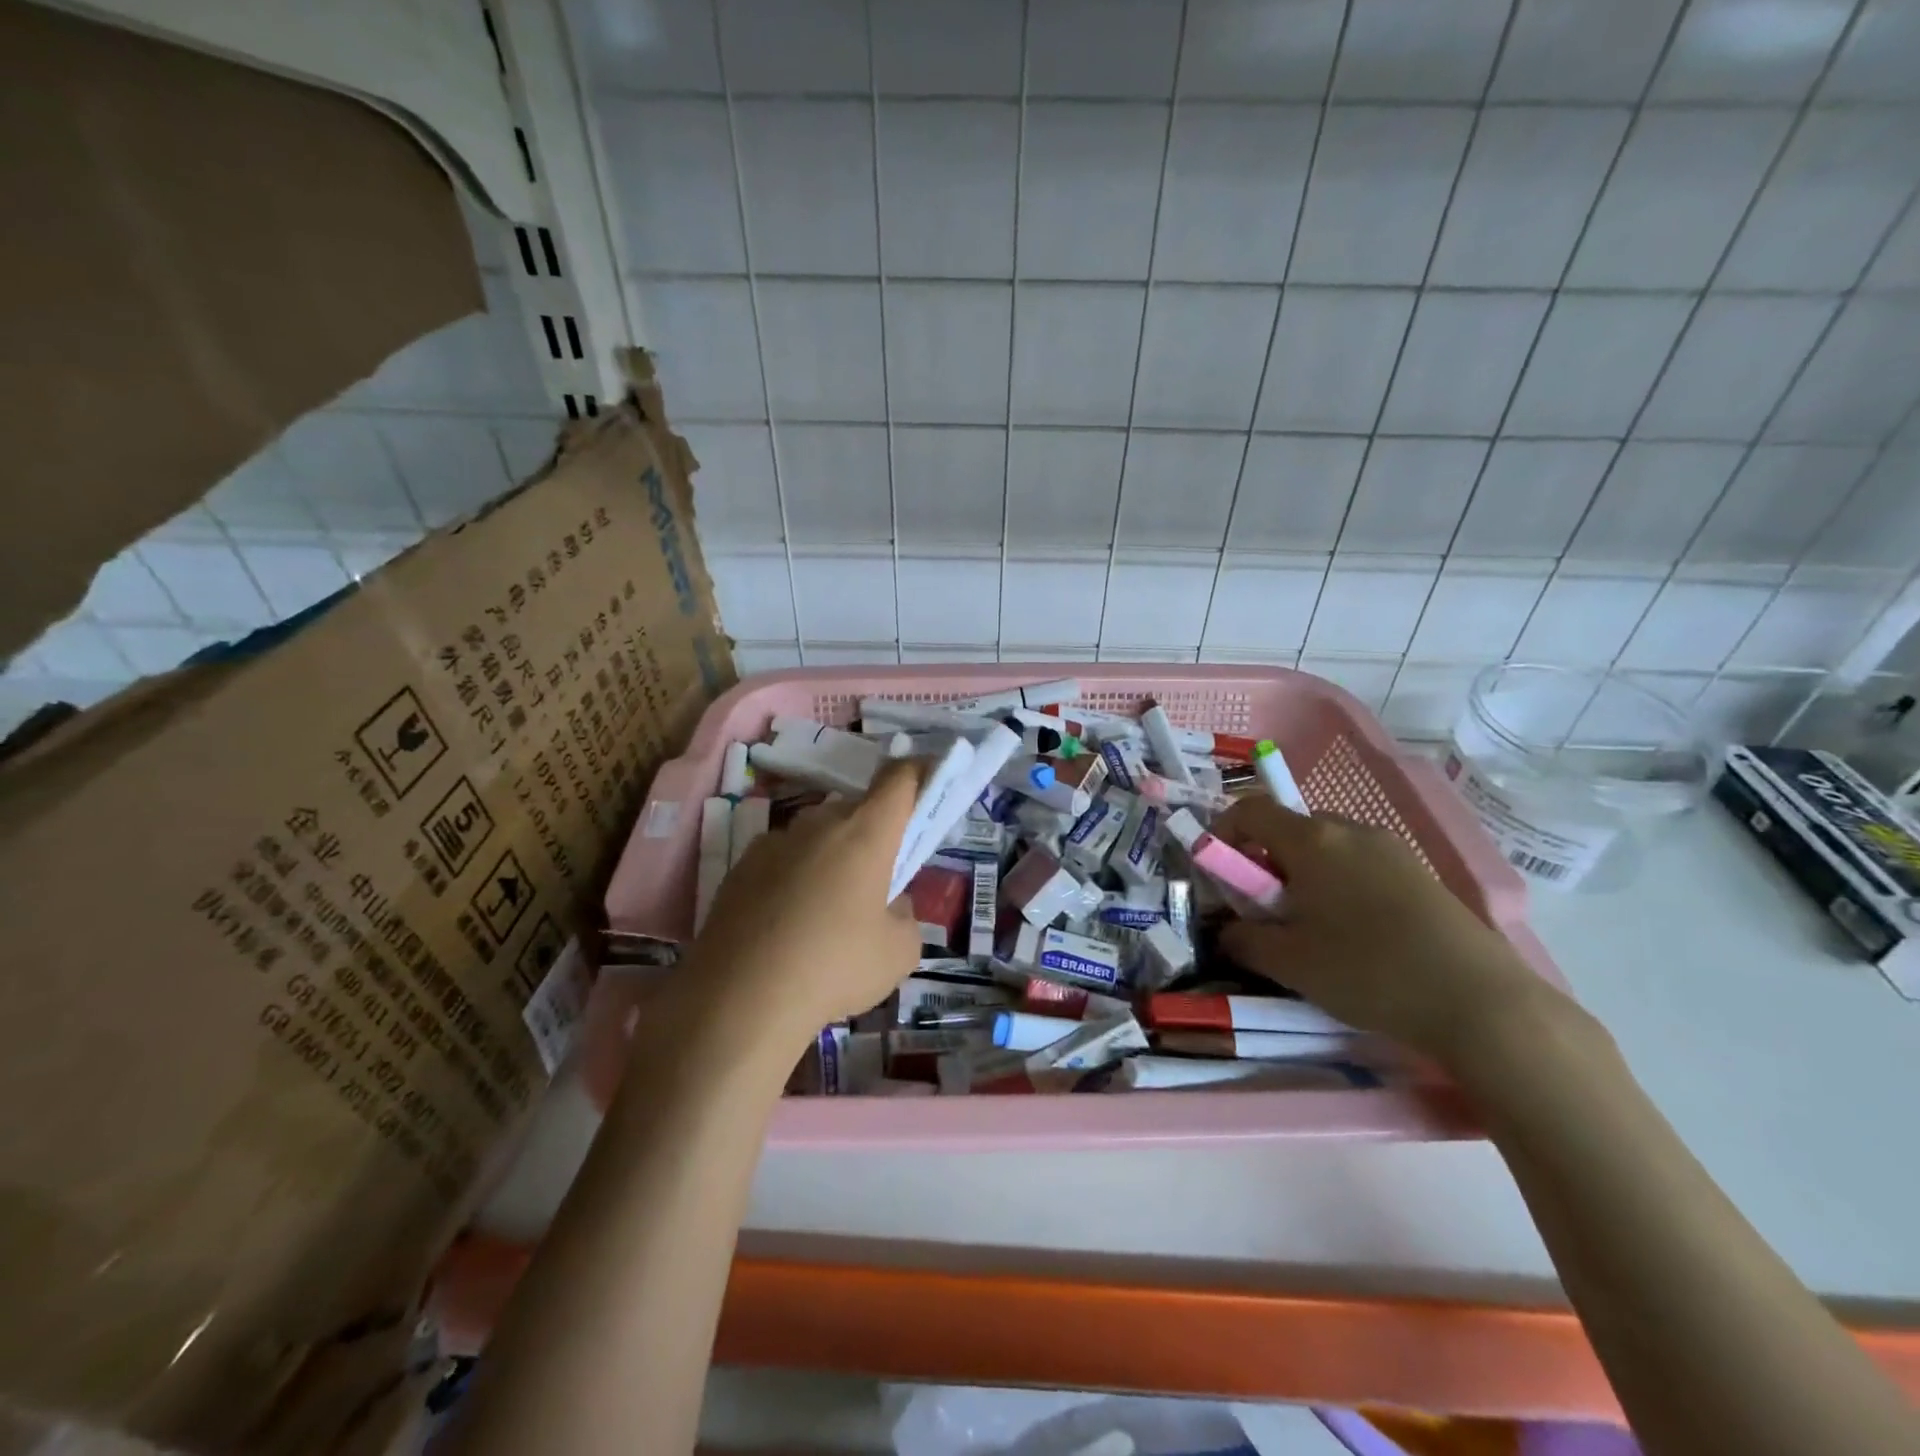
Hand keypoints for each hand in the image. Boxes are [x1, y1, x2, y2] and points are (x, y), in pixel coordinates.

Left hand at [684, 760, 922, 1048]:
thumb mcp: (898, 953)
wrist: (738, 999)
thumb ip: (904, 916)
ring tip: (826, 910)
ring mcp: (773, 843)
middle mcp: (818, 824)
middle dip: (870, 833)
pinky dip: (792, 878)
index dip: (917, 773)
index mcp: (865, 834)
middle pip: (854, 810)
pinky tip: (785, 924)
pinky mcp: (738, 868)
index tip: (927, 777)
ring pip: (814, 835)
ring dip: (829, 856)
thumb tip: (888, 904)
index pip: (898, 780)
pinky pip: (780, 860)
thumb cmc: (834, 968)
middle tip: (875, 878)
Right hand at [1211, 797, 1562, 1065]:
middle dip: (1265, 860)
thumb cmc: (1367, 971)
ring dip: (1304, 874)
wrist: (1480, 1002)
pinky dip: (1341, 885)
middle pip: (1290, 828)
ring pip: (1328, 848)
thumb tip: (1225, 932)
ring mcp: (1392, 850)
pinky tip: (1355, 933)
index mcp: (1312, 840)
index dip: (1223, 832)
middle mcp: (1351, 831)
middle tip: (1264, 908)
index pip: (1250, 810)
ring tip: (1311, 925)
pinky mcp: (1422, 875)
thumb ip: (1243, 940)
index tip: (1217, 871)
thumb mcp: (1288, 962)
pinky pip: (1362, 865)